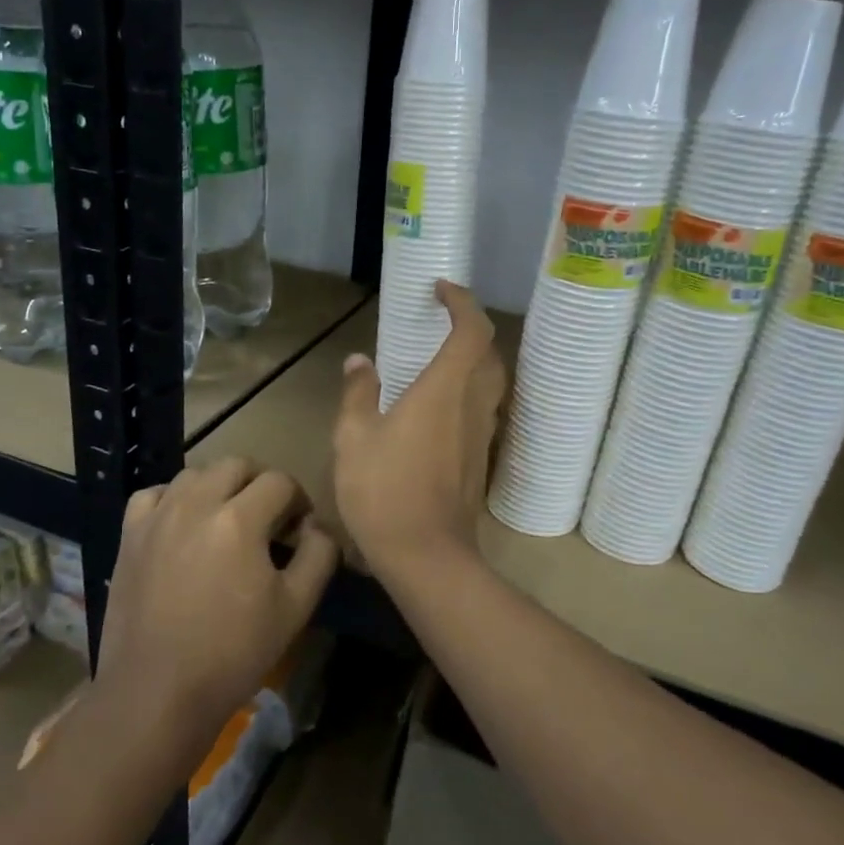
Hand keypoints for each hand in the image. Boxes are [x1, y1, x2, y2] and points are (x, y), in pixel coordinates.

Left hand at [95, 458, 338, 757]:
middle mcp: (196, 503)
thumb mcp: (296, 608)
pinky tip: (182, 523)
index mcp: (240, 519)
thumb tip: (317, 527)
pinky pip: (155, 493)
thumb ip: (318, 555)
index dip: (298, 500)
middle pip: (237, 465)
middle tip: (268, 519)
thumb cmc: (234, 653)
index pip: (280, 482)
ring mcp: (158, 516)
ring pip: (196, 473)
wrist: (157, 691)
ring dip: (219, 486)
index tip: (299, 528)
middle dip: (261, 484)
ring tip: (226, 520)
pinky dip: (174, 497)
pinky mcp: (130, 535)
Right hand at [333, 280, 506, 580]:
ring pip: (490, 382)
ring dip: (472, 359)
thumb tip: (360, 361)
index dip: (462, 302)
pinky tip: (439, 405)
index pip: (471, 330)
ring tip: (439, 358)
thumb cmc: (384, 490)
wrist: (426, 555)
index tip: (440, 290)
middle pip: (488, 352)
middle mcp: (472, 405)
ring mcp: (481, 434)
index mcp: (444, 390)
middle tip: (441, 321)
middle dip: (470, 327)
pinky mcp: (481, 459)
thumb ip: (358, 393)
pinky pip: (481, 408)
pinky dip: (467, 390)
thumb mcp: (354, 437)